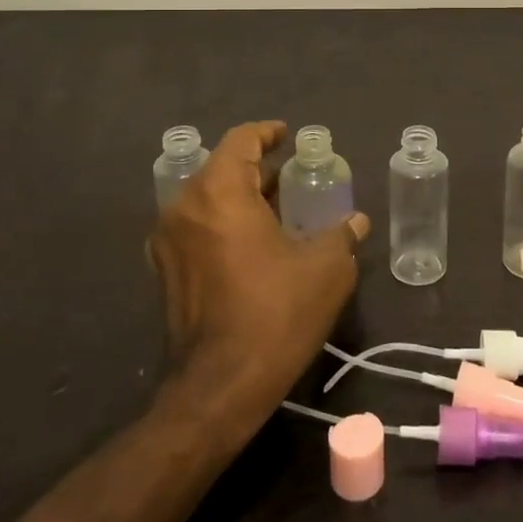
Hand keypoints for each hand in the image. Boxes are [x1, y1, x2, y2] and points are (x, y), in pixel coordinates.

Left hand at [149, 121, 368, 424]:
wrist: (220, 388)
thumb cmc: (275, 314)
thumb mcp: (326, 270)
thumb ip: (342, 235)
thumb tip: (357, 221)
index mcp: (218, 193)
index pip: (240, 141)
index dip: (267, 133)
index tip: (289, 138)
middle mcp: (184, 208)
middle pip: (222, 169)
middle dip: (258, 168)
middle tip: (294, 177)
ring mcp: (168, 242)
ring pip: (208, 199)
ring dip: (241, 197)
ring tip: (280, 210)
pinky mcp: (165, 272)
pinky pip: (198, 227)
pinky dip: (225, 222)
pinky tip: (256, 243)